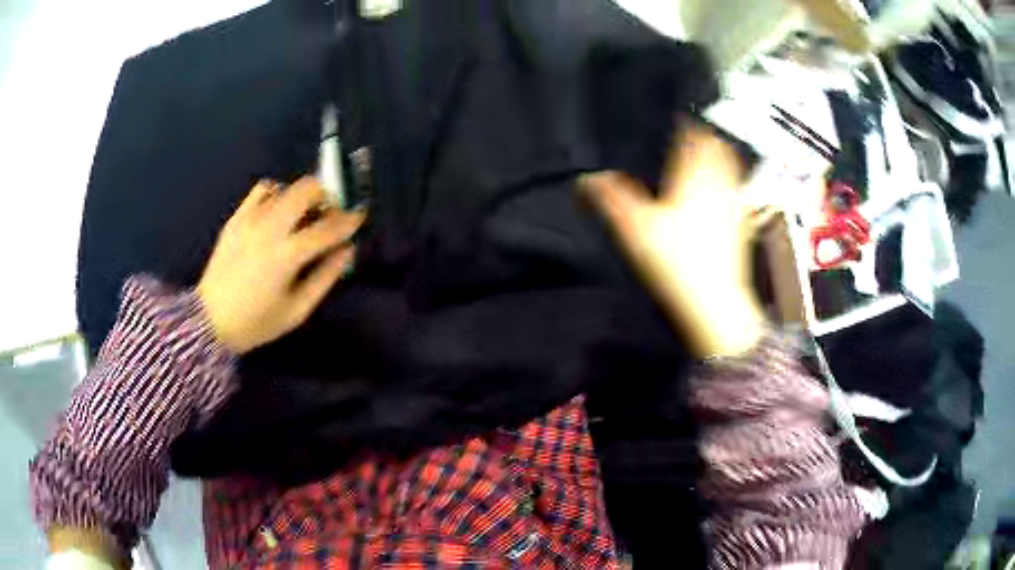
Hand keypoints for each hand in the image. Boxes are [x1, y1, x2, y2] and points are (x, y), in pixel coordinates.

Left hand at [197, 177, 365, 353]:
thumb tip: (347, 250)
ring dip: (302, 196)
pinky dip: (276, 193)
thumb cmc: (256, 322)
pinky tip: (277, 211)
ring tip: (303, 215)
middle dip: (326, 195)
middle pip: (306, 190)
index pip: (327, 228)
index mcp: (286, 256)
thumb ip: (324, 278)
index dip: (348, 220)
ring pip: (285, 187)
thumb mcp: (297, 311)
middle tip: (329, 212)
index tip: (359, 216)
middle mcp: (269, 229)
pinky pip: (261, 190)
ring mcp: (250, 220)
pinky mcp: (236, 218)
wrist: (209, 320)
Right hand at [582, 122, 770, 357]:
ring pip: (732, 168)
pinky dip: (731, 184)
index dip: (686, 123)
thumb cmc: (680, 265)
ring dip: (722, 156)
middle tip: (697, 131)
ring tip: (713, 151)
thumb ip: (611, 199)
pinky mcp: (741, 226)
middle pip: (718, 147)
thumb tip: (588, 180)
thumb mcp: (634, 228)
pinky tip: (725, 192)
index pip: (693, 137)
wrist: (714, 302)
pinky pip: (738, 194)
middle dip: (707, 136)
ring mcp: (733, 206)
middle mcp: (718, 187)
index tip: (680, 118)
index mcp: (692, 179)